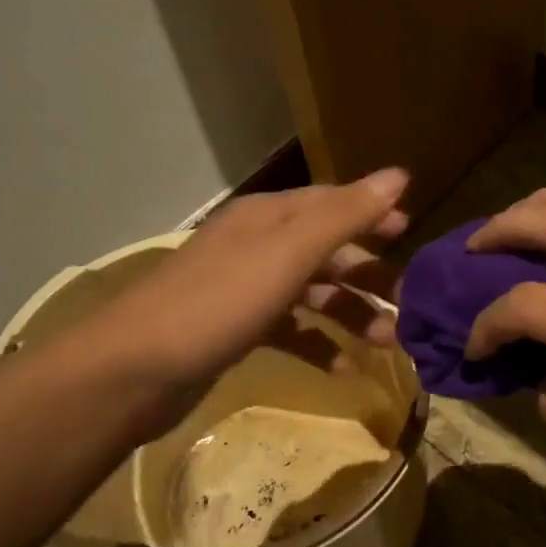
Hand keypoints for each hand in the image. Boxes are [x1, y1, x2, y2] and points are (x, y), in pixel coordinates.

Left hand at [92, 169, 408, 389]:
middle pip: (327, 250)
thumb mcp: (289, 252)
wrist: (133, 371)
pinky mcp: (236, 330)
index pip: (333, 203)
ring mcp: (245, 289)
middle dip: (369, 273)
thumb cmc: (220, 301)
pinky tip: (345, 370)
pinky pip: (291, 330)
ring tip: (389, 342)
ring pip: (313, 292)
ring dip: (351, 313)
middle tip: (410, 301)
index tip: (412, 232)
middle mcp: (259, 245)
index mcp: (270, 217)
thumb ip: (346, 215)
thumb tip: (400, 175)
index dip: (374, 214)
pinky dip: (319, 345)